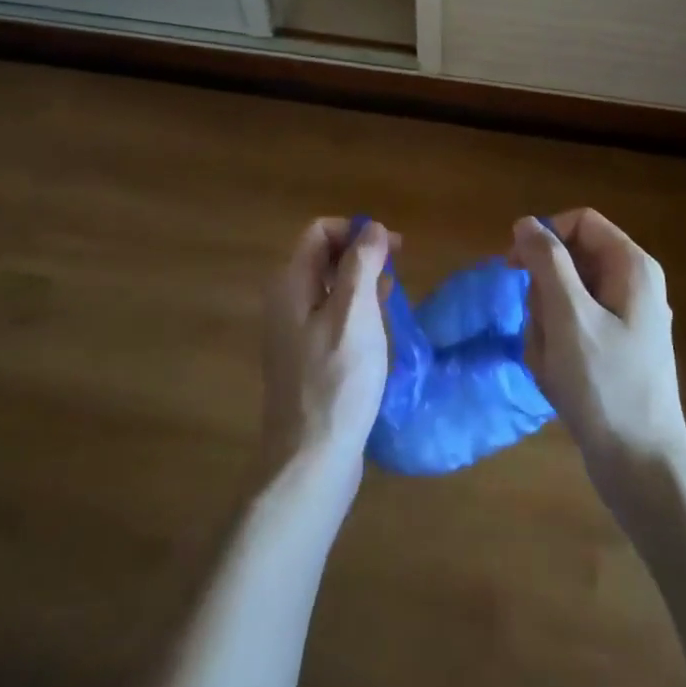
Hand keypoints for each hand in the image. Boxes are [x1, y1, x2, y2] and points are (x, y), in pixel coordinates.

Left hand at [261, 218, 392, 503]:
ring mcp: (293, 333)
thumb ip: (362, 264)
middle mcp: (286, 302)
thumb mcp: (355, 313)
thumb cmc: (337, 380)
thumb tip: (371, 227)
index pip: (320, 232)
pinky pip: (331, 317)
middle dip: (362, 254)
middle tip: (399, 270)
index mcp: (291, 284)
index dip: (356, 231)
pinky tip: (379, 329)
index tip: (392, 248)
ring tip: (394, 298)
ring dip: (362, 283)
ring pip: (330, 288)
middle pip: (324, 257)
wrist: (311, 459)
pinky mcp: (306, 359)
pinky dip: (356, 311)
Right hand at [510, 210, 685, 511]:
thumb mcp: (569, 317)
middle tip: (545, 332)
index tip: (514, 266)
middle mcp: (633, 284)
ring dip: (546, 327)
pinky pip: (571, 329)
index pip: (580, 222)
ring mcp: (625, 318)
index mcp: (632, 267)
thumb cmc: (605, 386)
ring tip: (554, 364)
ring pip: (564, 298)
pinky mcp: (615, 348)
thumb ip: (547, 262)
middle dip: (544, 295)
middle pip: (569, 261)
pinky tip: (560, 380)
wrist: (641, 467)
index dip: (544, 236)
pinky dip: (556, 349)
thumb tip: (526, 222)